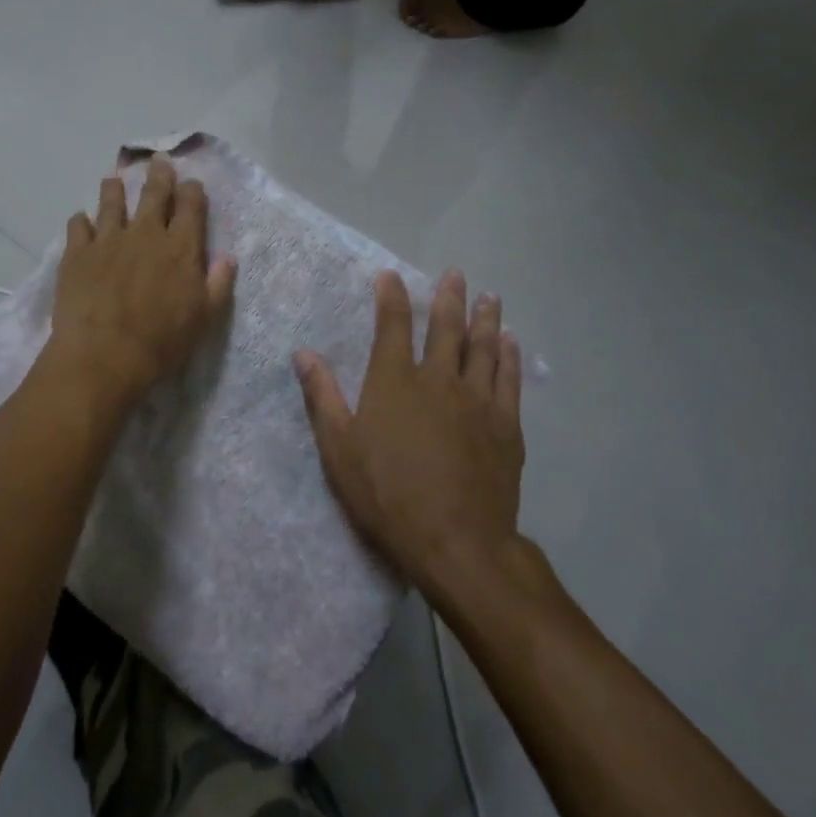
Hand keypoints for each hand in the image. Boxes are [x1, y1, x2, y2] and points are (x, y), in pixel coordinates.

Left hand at [46, 155, 236, 407]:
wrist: (103, 355)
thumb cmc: (160, 342)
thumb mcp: (203, 319)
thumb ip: (217, 285)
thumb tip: (228, 258)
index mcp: (180, 247)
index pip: (190, 206)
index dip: (192, 191)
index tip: (191, 185)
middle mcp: (145, 233)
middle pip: (153, 193)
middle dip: (158, 175)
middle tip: (157, 162)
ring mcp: (107, 239)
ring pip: (111, 201)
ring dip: (114, 189)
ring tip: (113, 181)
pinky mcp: (76, 252)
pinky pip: (78, 225)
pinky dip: (81, 220)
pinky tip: (81, 222)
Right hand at [295, 270, 525, 597]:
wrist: (456, 542)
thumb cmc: (387, 495)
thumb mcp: (339, 449)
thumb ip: (322, 397)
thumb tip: (304, 353)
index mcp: (394, 382)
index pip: (393, 326)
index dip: (391, 297)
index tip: (391, 276)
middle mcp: (438, 380)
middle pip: (446, 328)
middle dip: (448, 298)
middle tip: (456, 275)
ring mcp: (477, 401)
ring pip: (483, 348)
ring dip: (485, 319)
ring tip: (489, 296)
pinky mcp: (506, 426)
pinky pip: (509, 380)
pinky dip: (510, 357)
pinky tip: (511, 343)